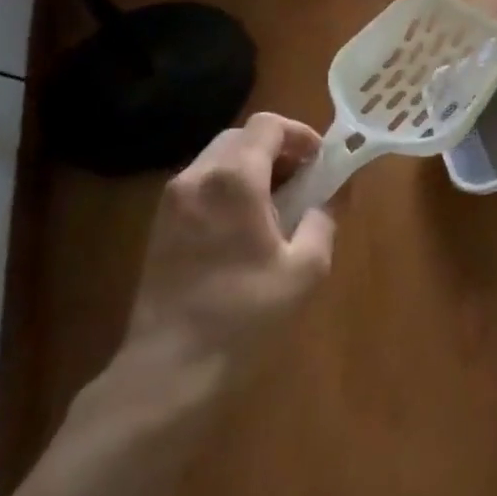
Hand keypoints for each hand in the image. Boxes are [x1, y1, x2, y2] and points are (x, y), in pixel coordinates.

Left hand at [124, 113, 335, 369]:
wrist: (169, 370)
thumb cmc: (244, 315)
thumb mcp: (305, 268)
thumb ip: (324, 217)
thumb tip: (337, 191)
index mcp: (234, 180)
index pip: (268, 125)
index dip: (300, 134)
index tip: (321, 162)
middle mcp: (197, 178)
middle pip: (242, 136)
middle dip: (278, 149)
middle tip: (304, 181)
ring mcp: (171, 201)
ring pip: (219, 158)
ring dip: (253, 167)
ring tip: (279, 206)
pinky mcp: (159, 225)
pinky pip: (202, 184)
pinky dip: (230, 187)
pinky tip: (247, 227)